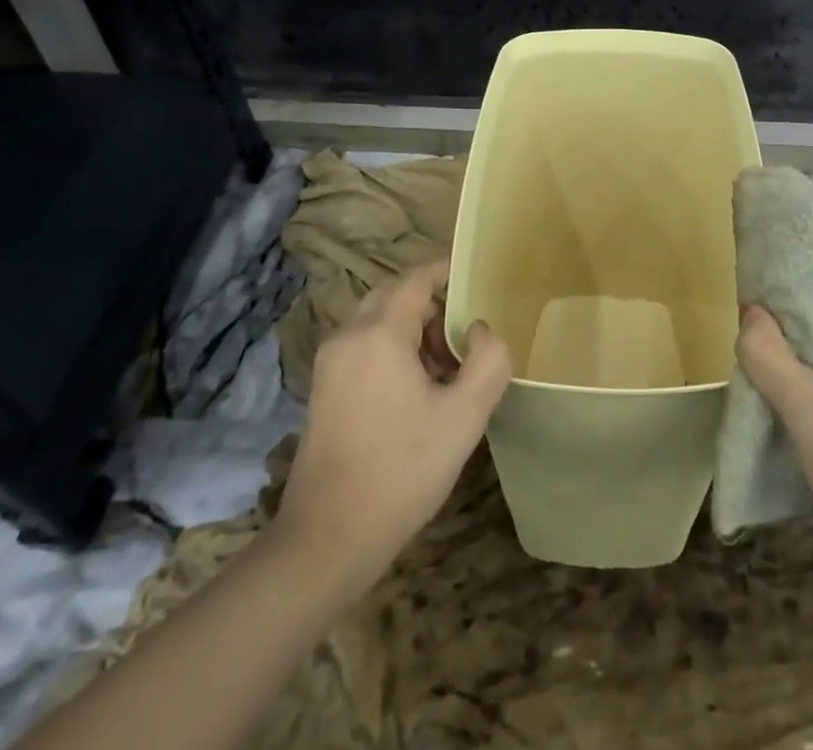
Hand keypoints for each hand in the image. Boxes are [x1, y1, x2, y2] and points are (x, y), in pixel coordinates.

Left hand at [272, 260, 512, 592]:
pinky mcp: (324, 389)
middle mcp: (348, 336)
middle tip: (468, 335)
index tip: (479, 281)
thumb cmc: (401, 471)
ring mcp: (330, 363)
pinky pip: (365, 346)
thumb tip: (477, 329)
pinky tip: (418, 392)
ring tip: (448, 369)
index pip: (417, 278)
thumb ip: (488, 360)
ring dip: (415, 330)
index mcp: (379, 333)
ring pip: (380, 321)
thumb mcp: (465, 416)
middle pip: (396, 295)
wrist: (327, 540)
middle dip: (435, 305)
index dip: (449, 272)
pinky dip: (394, 350)